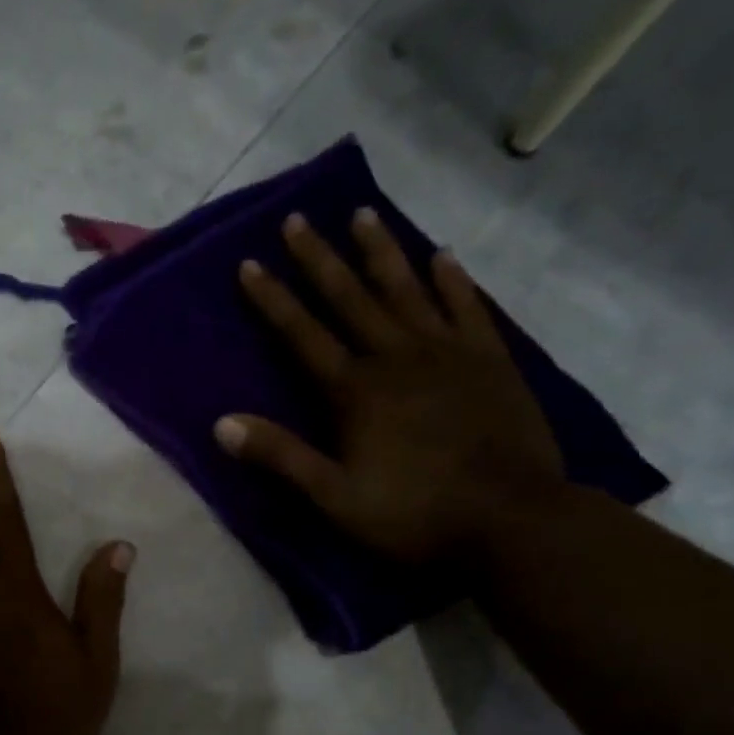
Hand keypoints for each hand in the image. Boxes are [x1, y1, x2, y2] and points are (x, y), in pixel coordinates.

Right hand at [216, 208, 564, 563]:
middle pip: (350, 298)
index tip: (250, 264)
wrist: (512, 520)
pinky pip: (467, 307)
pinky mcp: (491, 360)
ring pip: (407, 290)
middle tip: (297, 219)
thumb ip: (281, 456)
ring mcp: (448, 353)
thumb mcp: (334, 497)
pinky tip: (442, 254)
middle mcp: (396, 357)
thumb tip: (221, 424)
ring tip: (362, 214)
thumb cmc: (413, 514)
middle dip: (319, 259)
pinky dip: (453, 280)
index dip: (273, 300)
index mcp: (355, 391)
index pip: (302, 335)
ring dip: (381, 252)